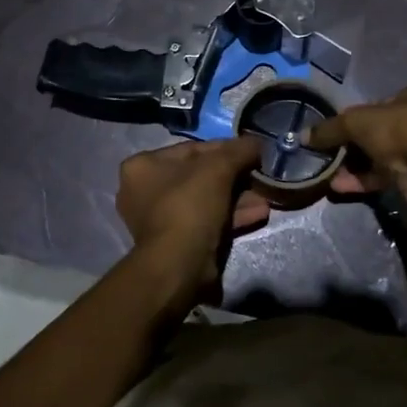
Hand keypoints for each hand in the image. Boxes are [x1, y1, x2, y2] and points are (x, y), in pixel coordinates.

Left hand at [115, 137, 270, 301]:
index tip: (251, 153)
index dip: (226, 149)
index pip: (192, 149)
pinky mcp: (175, 242)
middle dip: (234, 177)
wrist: (179, 264)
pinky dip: (230, 217)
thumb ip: (239, 150)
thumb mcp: (218, 168)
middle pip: (199, 176)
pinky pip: (206, 221)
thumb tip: (257, 142)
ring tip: (265, 198)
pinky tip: (258, 214)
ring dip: (237, 199)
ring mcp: (158, 220)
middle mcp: (143, 191)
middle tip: (259, 177)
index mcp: (142, 166)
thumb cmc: (190, 205)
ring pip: (205, 200)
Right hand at [304, 82, 406, 201]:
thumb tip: (303, 136)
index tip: (337, 129)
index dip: (356, 115)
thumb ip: (330, 128)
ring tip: (328, 172)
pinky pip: (384, 175)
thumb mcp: (357, 121)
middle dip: (352, 144)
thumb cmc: (399, 130)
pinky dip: (363, 180)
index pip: (380, 101)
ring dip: (354, 164)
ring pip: (381, 155)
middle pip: (379, 130)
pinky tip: (339, 186)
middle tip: (329, 153)